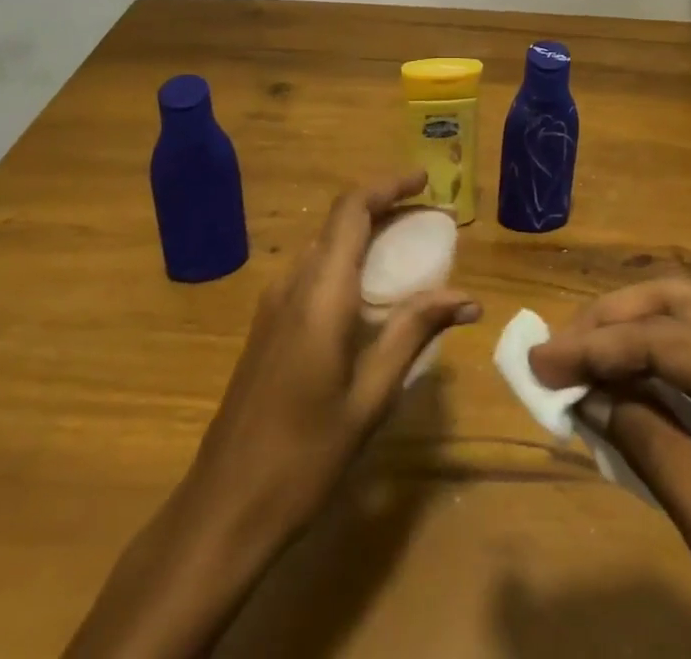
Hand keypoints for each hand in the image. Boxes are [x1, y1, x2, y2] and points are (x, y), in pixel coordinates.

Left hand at [188, 171, 480, 540]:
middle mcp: (293, 284)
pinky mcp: (268, 325)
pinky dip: (348, 263)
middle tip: (430, 221)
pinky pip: (313, 273)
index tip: (426, 182)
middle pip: (340, 222)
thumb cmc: (304, 456)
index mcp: (320, 293)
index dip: (388, 186)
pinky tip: (372, 297)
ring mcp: (274, 304)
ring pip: (325, 246)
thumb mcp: (370, 395)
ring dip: (366, 236)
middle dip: (385, 209)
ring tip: (410, 254)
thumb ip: (414, 333)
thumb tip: (466, 296)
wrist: (224, 507)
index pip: (352, 210)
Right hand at [530, 280, 690, 658]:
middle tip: (555, 354)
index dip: (595, 346)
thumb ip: (657, 458)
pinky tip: (638, 384)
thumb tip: (591, 399)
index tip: (536, 362)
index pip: (669, 338)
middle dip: (613, 322)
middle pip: (684, 301)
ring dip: (639, 334)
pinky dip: (673, 360)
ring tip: (583, 363)